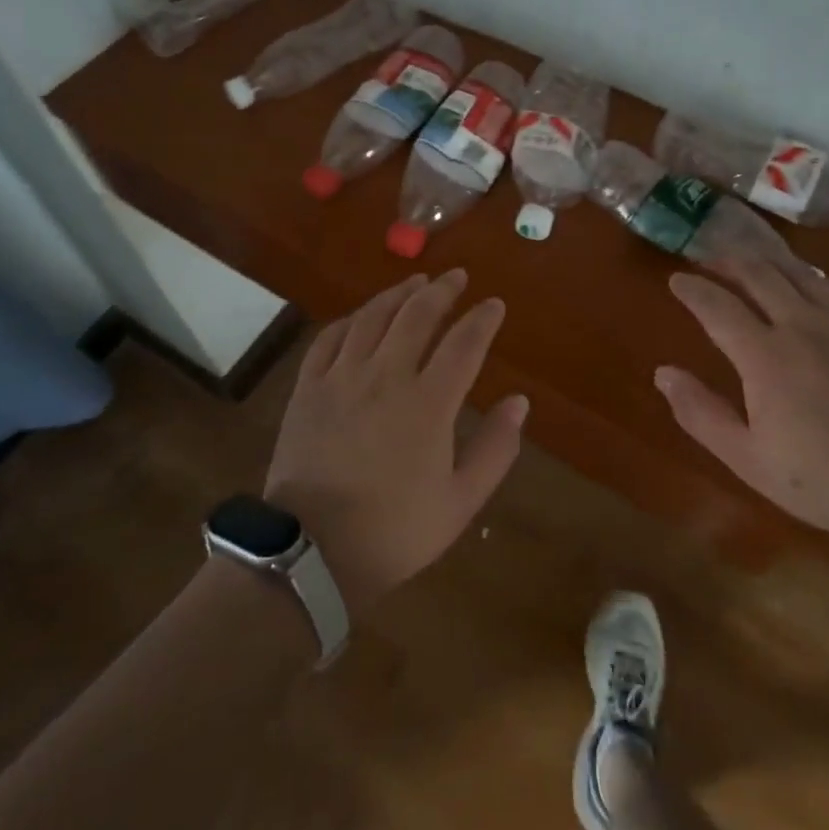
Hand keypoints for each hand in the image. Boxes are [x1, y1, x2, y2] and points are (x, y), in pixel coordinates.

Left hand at [264, 270, 526, 615]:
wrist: (312, 552)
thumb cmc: (395, 531)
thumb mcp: (461, 502)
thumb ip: (496, 448)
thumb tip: (519, 402)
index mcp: (428, 403)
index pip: (464, 343)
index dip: (482, 319)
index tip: (494, 305)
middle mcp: (386, 377)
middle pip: (417, 315)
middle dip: (442, 290)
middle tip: (457, 277)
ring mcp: (342, 378)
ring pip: (373, 317)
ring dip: (398, 294)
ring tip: (416, 281)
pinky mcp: (309, 388)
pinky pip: (330, 338)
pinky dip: (352, 319)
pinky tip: (362, 316)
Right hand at [655, 257, 828, 543]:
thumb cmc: (824, 479)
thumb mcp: (748, 459)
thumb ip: (701, 413)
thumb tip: (663, 373)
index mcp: (764, 355)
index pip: (718, 306)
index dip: (693, 289)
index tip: (676, 280)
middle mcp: (802, 325)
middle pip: (759, 275)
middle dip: (728, 262)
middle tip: (711, 260)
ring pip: (801, 273)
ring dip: (770, 262)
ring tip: (754, 261)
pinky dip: (820, 278)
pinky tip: (816, 284)